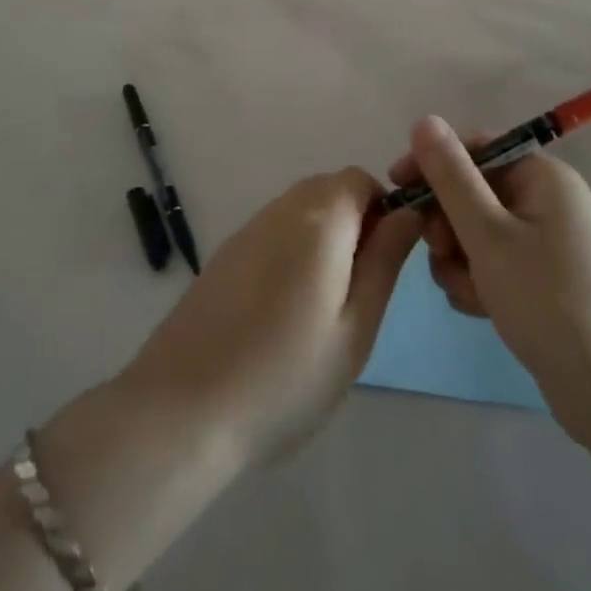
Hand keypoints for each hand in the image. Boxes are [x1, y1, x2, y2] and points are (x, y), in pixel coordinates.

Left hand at [123, 169, 421, 469]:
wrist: (182, 410)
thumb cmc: (286, 375)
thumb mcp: (356, 326)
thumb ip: (385, 260)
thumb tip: (408, 213)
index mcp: (318, 219)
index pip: (360, 179)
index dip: (382, 210)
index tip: (385, 261)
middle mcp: (279, 210)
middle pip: (328, 191)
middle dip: (354, 224)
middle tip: (358, 290)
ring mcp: (245, 232)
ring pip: (299, 212)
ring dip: (322, 240)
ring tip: (323, 308)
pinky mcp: (223, 257)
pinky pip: (271, 234)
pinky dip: (290, 254)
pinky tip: (282, 313)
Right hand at [389, 116, 590, 433]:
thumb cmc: (547, 300)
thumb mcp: (488, 235)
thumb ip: (451, 177)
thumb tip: (424, 121)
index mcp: (543, 177)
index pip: (476, 148)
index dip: (433, 164)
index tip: (398, 189)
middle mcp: (547, 201)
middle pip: (473, 191)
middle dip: (448, 223)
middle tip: (442, 253)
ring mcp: (546, 241)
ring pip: (476, 231)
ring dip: (459, 258)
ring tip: (469, 293)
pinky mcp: (541, 278)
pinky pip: (493, 262)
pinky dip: (478, 280)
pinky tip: (480, 309)